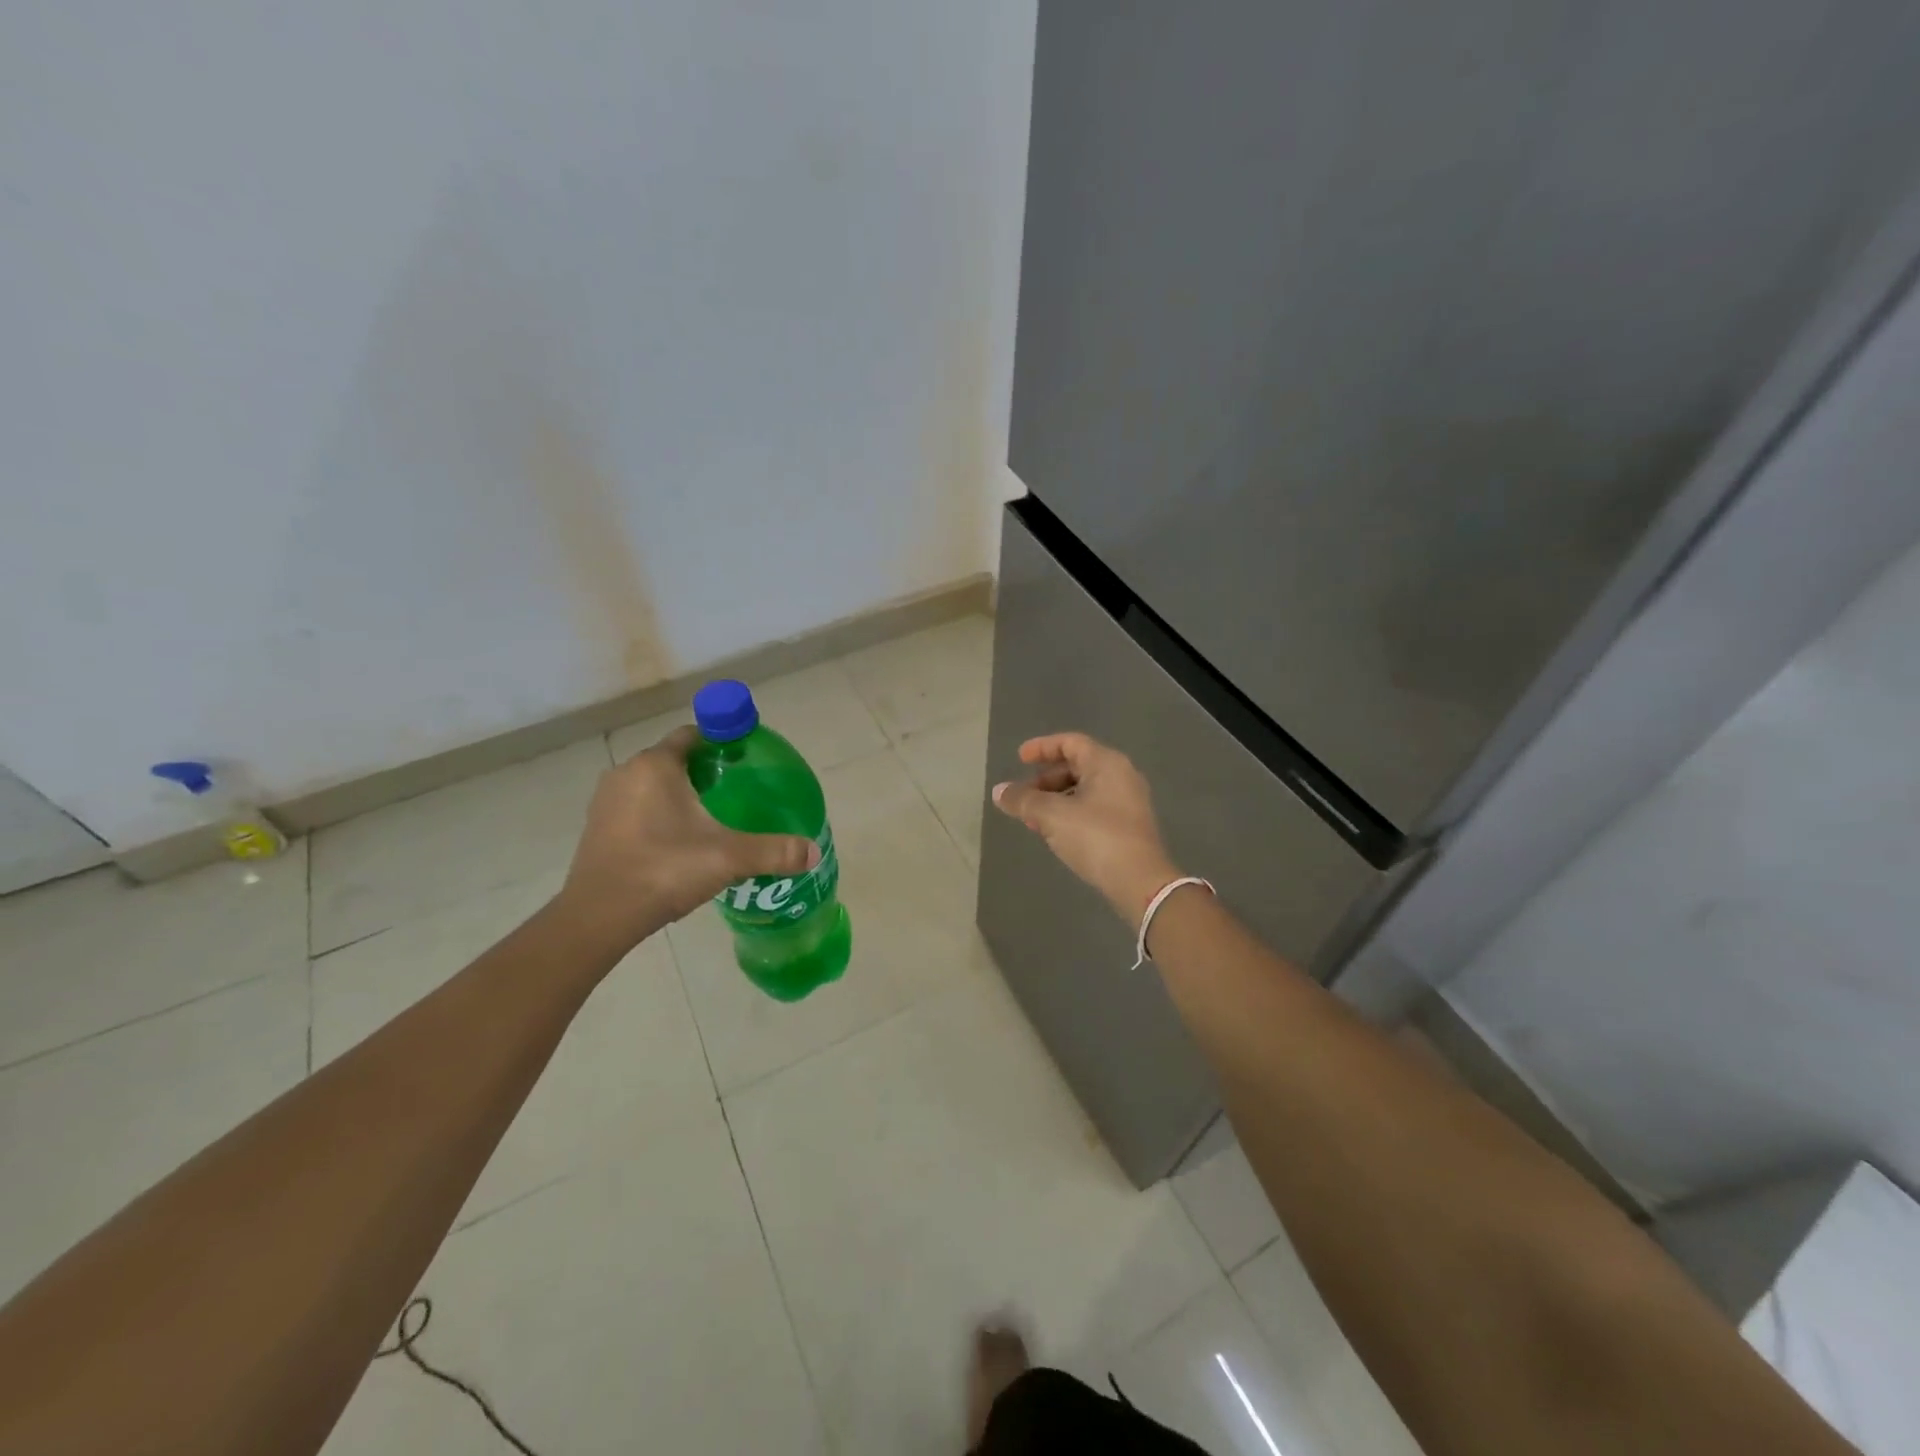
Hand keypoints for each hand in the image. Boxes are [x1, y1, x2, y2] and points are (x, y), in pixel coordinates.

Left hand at [556, 727, 818, 951]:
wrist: (599, 917)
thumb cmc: (664, 870)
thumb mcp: (728, 857)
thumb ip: (774, 850)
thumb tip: (813, 852)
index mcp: (656, 765)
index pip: (693, 735)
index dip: (722, 741)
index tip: (746, 759)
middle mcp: (627, 773)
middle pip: (673, 759)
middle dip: (704, 771)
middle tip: (736, 792)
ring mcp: (606, 801)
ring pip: (653, 785)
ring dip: (679, 794)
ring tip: (711, 818)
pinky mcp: (597, 828)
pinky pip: (636, 807)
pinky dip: (658, 814)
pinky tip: (678, 842)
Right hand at [992, 732, 1178, 925]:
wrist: (1140, 882)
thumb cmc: (1096, 837)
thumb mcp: (1052, 816)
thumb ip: (1023, 800)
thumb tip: (999, 791)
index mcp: (1106, 763)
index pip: (1070, 742)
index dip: (1042, 747)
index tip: (1019, 759)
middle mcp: (1121, 776)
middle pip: (1077, 766)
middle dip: (1045, 779)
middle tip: (1024, 796)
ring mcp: (1128, 802)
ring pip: (1084, 790)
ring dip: (1055, 800)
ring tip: (1033, 819)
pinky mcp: (1129, 826)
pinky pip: (1093, 809)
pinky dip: (1070, 813)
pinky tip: (1055, 833)